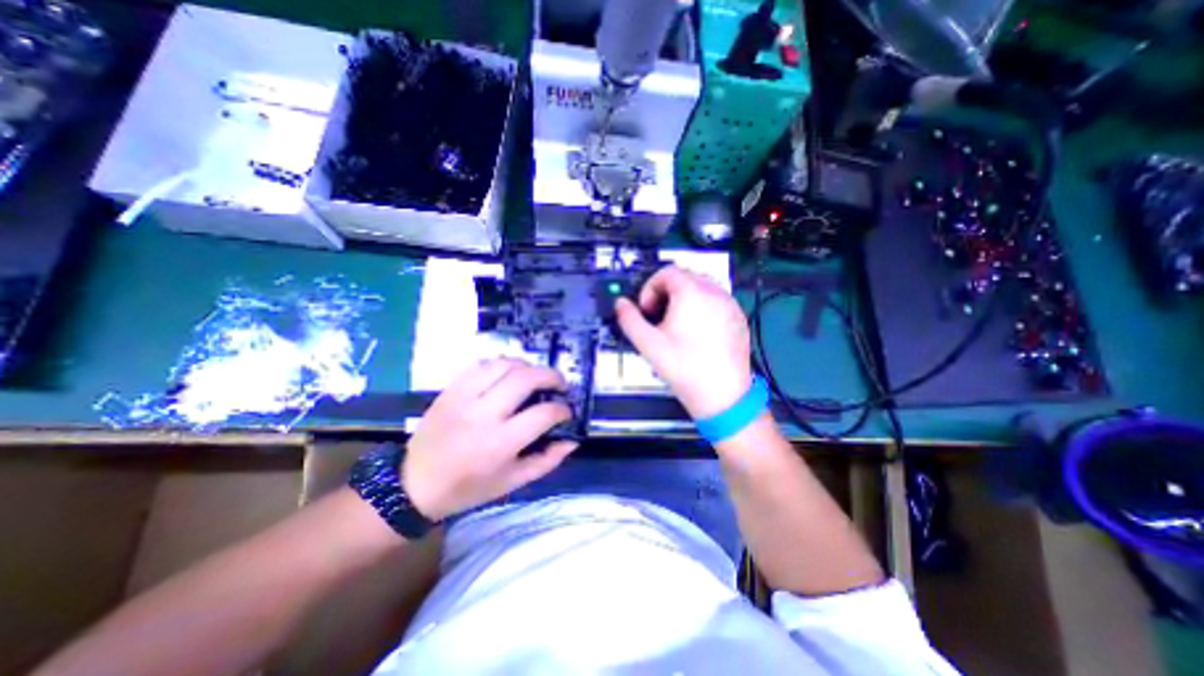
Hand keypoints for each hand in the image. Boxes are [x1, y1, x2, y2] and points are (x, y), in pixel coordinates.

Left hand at [397, 359, 577, 522]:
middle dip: (551, 377)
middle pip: (526, 378)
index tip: (566, 411)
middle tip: (559, 384)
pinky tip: (508, 374)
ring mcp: (464, 396)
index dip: (562, 410)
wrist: (414, 484)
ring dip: (528, 366)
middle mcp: (484, 413)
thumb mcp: (512, 482)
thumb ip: (546, 461)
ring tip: (536, 376)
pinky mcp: (451, 388)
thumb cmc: (468, 488)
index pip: (543, 414)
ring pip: (505, 364)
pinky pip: (482, 364)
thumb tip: (572, 441)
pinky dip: (501, 364)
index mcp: (501, 442)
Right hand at [614, 266, 748, 418]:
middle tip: (659, 317)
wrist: (722, 396)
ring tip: (677, 326)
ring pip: (701, 288)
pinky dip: (702, 308)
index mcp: (692, 293)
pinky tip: (697, 333)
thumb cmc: (685, 368)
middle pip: (684, 277)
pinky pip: (716, 301)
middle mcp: (714, 292)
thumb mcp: (649, 344)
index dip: (650, 288)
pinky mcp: (739, 318)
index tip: (647, 310)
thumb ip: (630, 319)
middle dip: (666, 293)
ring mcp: (730, 304)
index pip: (666, 272)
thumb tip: (621, 304)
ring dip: (684, 299)